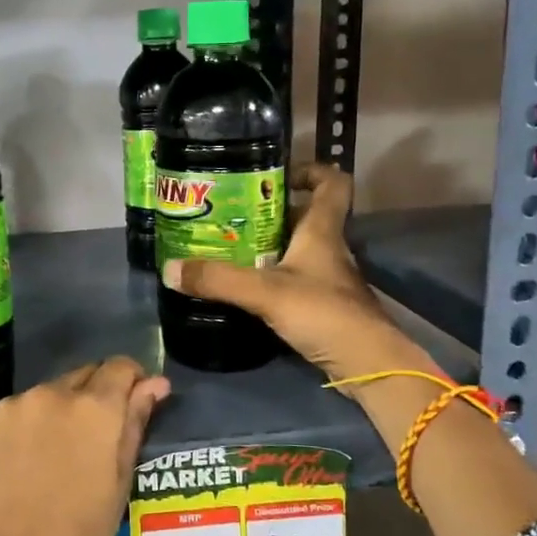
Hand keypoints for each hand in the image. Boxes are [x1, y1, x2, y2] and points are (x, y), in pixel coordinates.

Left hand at [0, 358, 170, 535]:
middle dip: (94, 398)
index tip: (133, 407)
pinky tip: (21, 469)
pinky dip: (24, 430)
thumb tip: (154, 384)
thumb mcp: (118, 487)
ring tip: (53, 461)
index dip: (131, 382)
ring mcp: (9, 408)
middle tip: (94, 443)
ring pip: (46, 396)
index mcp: (92, 408)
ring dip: (58, 414)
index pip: (120, 367)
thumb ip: (134, 425)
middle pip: (82, 377)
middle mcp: (49, 394)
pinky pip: (13, 416)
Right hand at [162, 163, 437, 382]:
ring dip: (267, 248)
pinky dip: (272, 279)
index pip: (332, 183)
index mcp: (322, 231)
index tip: (276, 175)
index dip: (310, 170)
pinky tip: (246, 289)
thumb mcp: (266, 293)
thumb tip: (169, 268)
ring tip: (228, 250)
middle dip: (269, 213)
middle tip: (230, 217)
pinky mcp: (324, 306)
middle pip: (304, 217)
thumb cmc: (324, 313)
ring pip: (297, 250)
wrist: (367, 365)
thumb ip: (219, 280)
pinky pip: (295, 280)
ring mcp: (328, 279)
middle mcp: (329, 249)